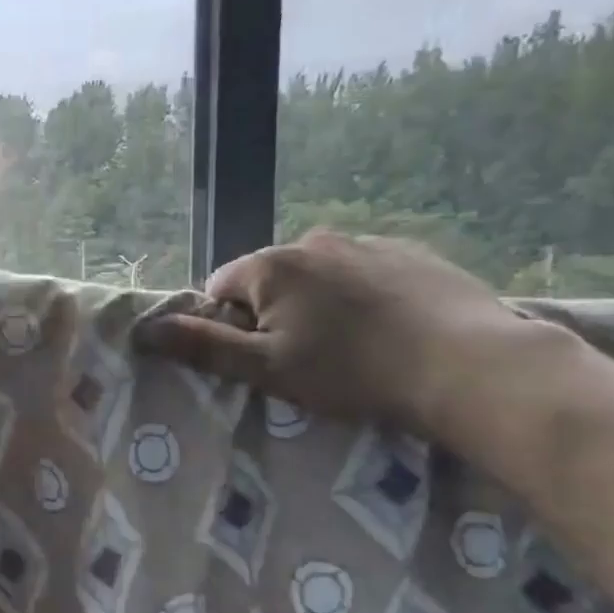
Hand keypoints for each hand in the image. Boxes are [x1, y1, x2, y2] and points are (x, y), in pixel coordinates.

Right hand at [137, 230, 544, 437]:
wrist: (469, 366)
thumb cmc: (352, 372)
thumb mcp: (267, 368)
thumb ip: (203, 345)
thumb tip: (144, 330)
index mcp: (272, 265)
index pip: (221, 287)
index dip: (231, 325)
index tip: (262, 358)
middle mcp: (313, 241)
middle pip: (270, 279)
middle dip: (274, 312)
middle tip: (307, 358)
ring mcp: (366, 241)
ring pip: (318, 275)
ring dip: (318, 303)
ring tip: (352, 346)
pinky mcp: (411, 252)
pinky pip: (363, 271)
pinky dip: (362, 295)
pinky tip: (388, 328)